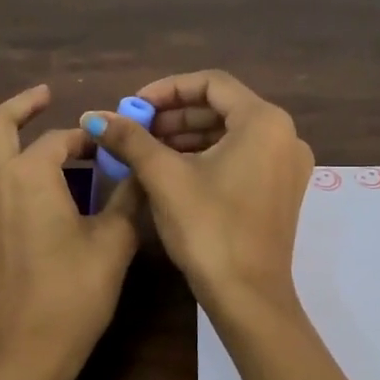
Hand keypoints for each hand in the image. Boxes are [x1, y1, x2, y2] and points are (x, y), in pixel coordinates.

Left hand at [0, 86, 141, 379]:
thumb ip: (127, 196)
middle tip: (41, 95)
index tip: (106, 145)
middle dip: (22, 105)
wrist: (29, 346)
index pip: (61, 140)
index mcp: (33, 173)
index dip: (86, 138)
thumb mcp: (115, 240)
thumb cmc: (77, 292)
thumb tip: (137, 168)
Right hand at [80, 69, 312, 314]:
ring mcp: (286, 165)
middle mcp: (284, 135)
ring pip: (230, 134)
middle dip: (174, 116)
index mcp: (264, 121)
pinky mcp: (281, 190)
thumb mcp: (164, 177)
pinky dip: (207, 157)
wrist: (248, 297)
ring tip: (146, 150)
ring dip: (187, 137)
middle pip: (222, 108)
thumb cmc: (208, 228)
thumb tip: (93, 115)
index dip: (167, 89)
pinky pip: (241, 157)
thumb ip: (130, 139)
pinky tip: (173, 171)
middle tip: (136, 129)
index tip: (134, 105)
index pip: (211, 83)